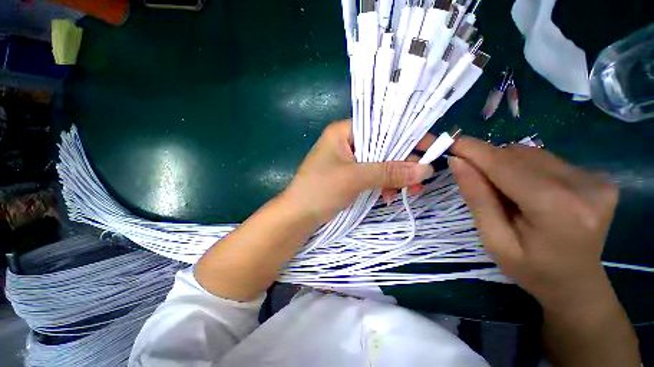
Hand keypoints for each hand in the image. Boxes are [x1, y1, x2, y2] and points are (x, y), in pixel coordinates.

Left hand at [283, 120, 433, 224]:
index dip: (406, 135)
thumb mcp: (355, 178)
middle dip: (402, 163)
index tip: (430, 148)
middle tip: (421, 178)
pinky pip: (371, 176)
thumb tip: (426, 169)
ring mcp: (347, 161)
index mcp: (343, 132)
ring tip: (410, 191)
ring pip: (379, 163)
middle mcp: (346, 143)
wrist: (298, 216)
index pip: (381, 126)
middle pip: (382, 146)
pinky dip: (382, 185)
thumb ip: (389, 172)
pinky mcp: (348, 176)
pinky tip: (389, 196)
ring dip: (394, 177)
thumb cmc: (320, 190)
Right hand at [449, 137, 618, 308]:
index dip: (474, 151)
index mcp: (558, 210)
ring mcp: (596, 179)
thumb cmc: (531, 270)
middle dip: (488, 161)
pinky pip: (546, 159)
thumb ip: (477, 198)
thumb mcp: (494, 240)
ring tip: (503, 190)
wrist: (577, 284)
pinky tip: (525, 189)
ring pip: (531, 153)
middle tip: (472, 177)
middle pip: (519, 155)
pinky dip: (524, 168)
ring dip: (506, 164)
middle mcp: (585, 186)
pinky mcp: (597, 176)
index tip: (449, 142)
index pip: (506, 166)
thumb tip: (458, 162)